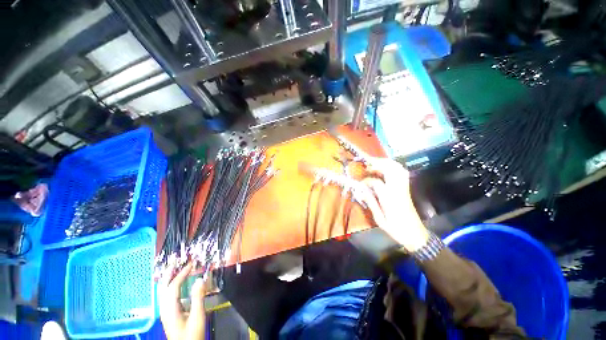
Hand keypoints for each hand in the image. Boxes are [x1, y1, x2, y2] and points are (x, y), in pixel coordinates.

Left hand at [158, 263, 205, 339]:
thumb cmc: (192, 334)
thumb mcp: (197, 317)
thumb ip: (198, 298)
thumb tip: (200, 279)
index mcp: (170, 309)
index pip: (173, 286)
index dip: (181, 274)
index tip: (191, 264)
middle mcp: (165, 309)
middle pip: (164, 288)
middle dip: (169, 273)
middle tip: (176, 261)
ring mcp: (165, 312)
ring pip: (164, 291)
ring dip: (169, 278)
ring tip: (175, 269)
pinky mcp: (168, 314)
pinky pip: (167, 296)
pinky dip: (171, 286)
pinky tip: (176, 285)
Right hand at [358, 158, 429, 251]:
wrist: (416, 235)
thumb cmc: (396, 229)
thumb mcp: (380, 219)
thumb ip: (371, 203)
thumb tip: (361, 191)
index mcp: (390, 198)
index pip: (376, 182)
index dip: (366, 181)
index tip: (360, 185)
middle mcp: (398, 189)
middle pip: (391, 169)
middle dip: (378, 163)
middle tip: (367, 164)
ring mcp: (404, 188)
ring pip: (398, 168)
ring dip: (386, 163)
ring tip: (375, 163)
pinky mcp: (407, 189)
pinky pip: (402, 173)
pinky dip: (393, 167)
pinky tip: (386, 169)